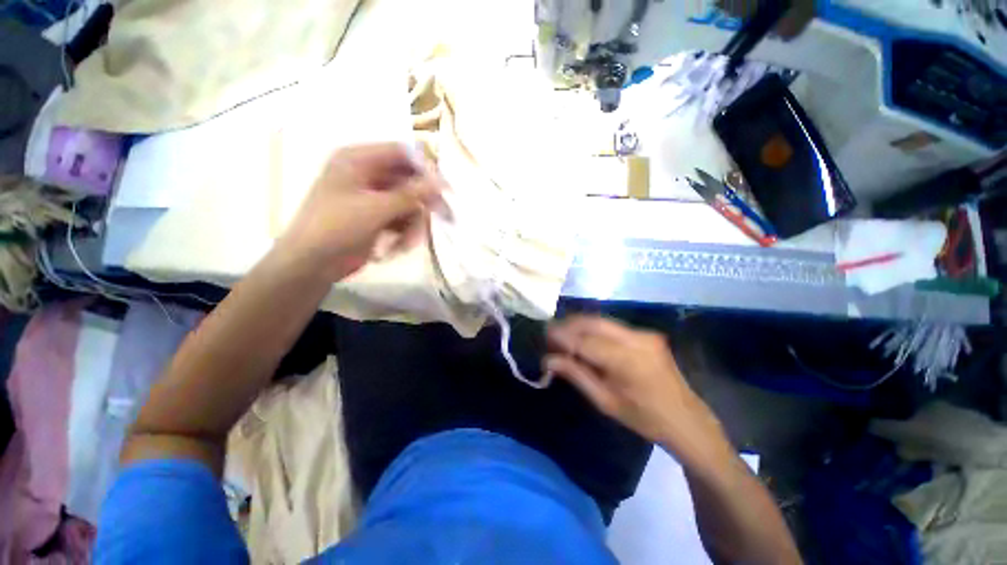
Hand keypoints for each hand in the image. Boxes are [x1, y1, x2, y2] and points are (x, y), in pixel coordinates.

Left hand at [277, 143, 443, 280]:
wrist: (312, 263)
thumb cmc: (336, 227)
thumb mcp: (375, 209)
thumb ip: (410, 194)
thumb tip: (441, 183)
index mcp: (358, 160)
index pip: (401, 152)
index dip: (425, 168)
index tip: (444, 188)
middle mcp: (366, 174)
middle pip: (408, 180)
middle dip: (422, 202)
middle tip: (442, 216)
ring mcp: (372, 197)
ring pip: (408, 203)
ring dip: (413, 223)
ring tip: (407, 242)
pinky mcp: (377, 216)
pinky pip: (402, 218)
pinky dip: (405, 232)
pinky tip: (399, 247)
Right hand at [546, 316, 726, 457]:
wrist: (686, 419)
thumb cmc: (643, 418)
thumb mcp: (605, 401)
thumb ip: (576, 375)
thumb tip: (548, 360)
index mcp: (627, 360)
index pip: (585, 341)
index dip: (562, 337)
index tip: (544, 335)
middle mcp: (636, 339)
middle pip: (593, 323)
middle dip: (569, 325)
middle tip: (551, 333)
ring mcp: (644, 333)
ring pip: (602, 321)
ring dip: (580, 326)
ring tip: (563, 335)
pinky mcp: (647, 334)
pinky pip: (612, 326)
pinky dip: (594, 330)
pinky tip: (585, 339)